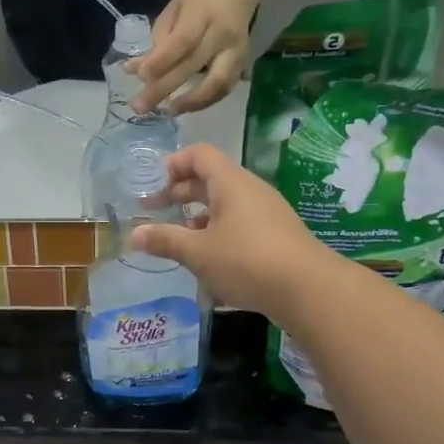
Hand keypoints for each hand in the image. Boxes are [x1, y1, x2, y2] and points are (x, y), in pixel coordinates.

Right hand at [132, 144, 332, 319]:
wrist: (309, 289)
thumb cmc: (246, 261)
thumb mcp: (198, 252)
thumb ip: (165, 240)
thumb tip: (133, 235)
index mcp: (231, 183)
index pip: (199, 155)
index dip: (174, 164)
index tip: (154, 186)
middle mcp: (249, 191)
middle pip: (210, 179)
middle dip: (180, 193)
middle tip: (155, 211)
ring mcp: (266, 213)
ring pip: (225, 205)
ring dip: (198, 217)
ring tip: (178, 239)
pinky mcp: (275, 236)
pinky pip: (239, 223)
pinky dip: (218, 233)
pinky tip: (208, 260)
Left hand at [133, 0, 254, 115]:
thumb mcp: (174, 10)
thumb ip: (157, 40)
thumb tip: (135, 71)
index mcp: (202, 13)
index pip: (181, 41)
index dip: (161, 61)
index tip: (141, 77)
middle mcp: (222, 34)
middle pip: (193, 65)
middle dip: (164, 89)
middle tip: (140, 106)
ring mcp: (237, 51)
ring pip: (217, 84)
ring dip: (191, 102)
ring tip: (167, 112)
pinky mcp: (244, 64)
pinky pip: (224, 89)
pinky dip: (205, 102)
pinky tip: (185, 107)